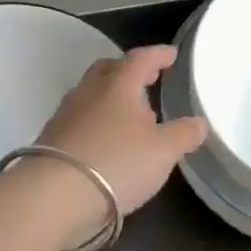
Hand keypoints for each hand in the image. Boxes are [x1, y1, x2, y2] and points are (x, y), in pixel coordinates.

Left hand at [37, 46, 208, 214]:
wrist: (54, 195)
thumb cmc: (117, 162)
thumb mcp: (163, 151)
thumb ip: (184, 134)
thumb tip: (199, 122)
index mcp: (119, 85)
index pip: (141, 59)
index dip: (158, 55)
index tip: (171, 55)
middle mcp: (89, 92)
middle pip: (108, 70)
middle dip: (128, 71)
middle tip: (147, 80)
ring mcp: (65, 115)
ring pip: (91, 94)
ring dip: (111, 98)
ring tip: (130, 116)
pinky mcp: (51, 139)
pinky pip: (79, 119)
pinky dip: (96, 121)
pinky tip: (106, 141)